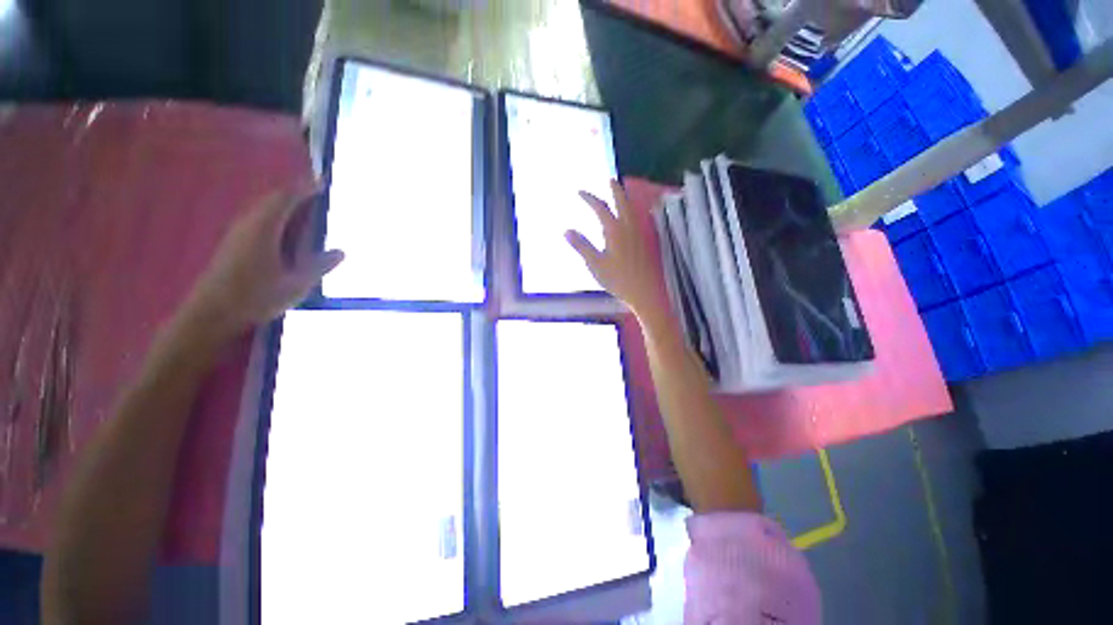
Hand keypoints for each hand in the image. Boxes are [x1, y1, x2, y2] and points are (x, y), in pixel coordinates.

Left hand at [181, 185, 344, 337]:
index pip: (285, 198)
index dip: (304, 188)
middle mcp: (249, 224)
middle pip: (273, 200)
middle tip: (318, 196)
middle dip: (295, 195)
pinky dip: (275, 218)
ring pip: (264, 210)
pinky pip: (259, 221)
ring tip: (306, 211)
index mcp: (264, 228)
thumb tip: (342, 252)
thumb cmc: (255, 296)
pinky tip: (285, 232)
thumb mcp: (296, 284)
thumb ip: (319, 266)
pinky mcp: (234, 245)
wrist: (211, 313)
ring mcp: (238, 234)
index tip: (323, 183)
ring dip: (285, 206)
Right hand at [565, 180, 662, 318]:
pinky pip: (638, 217)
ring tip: (620, 193)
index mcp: (615, 230)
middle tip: (609, 179)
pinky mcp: (645, 241)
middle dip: (615, 189)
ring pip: (632, 208)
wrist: (643, 292)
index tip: (579, 192)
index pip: (601, 208)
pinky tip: (631, 216)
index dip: (589, 198)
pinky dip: (632, 209)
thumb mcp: (595, 264)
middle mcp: (629, 227)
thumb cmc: (617, 279)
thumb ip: (582, 246)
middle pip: (622, 201)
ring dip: (625, 197)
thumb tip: (566, 230)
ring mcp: (639, 233)